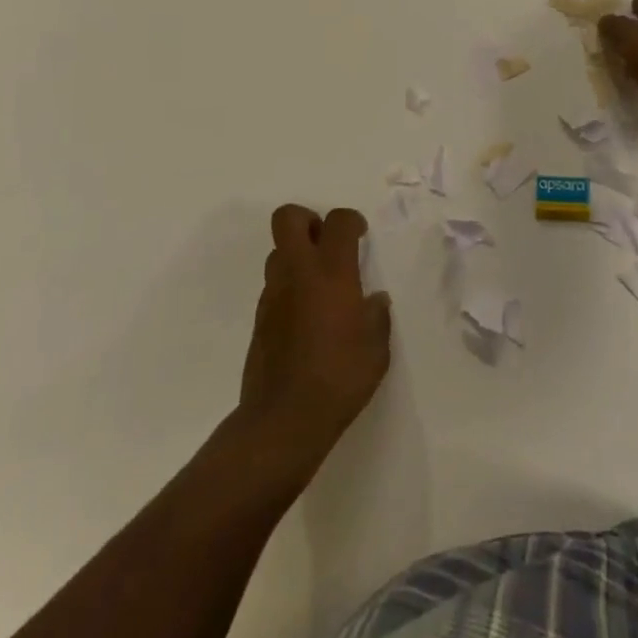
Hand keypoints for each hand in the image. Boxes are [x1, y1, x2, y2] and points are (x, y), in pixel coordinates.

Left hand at [239, 205, 390, 468]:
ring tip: (319, 283)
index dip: (351, 220)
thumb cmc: (340, 378)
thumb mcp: (376, 350)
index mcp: (332, 273)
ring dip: (297, 256)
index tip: (360, 236)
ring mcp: (273, 294)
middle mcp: (298, 273)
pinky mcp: (260, 318)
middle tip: (327, 243)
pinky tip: (306, 316)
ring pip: (278, 252)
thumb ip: (377, 318)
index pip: (338, 221)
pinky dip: (289, 287)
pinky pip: (274, 285)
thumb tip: (374, 301)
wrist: (284, 419)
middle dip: (308, 219)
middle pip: (288, 218)